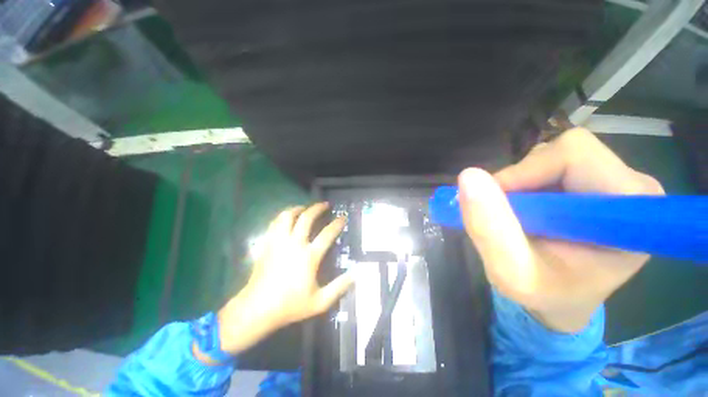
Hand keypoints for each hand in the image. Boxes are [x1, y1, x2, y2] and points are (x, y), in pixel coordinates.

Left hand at [216, 203, 352, 354]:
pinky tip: (286, 219)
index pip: (327, 234)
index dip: (337, 224)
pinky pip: (274, 224)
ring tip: (304, 208)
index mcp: (309, 256)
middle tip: (324, 204)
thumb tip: (356, 274)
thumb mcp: (320, 302)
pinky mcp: (267, 244)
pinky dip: (282, 217)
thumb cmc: (290, 305)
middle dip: (317, 208)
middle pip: (306, 218)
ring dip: (297, 209)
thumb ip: (339, 287)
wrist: (257, 309)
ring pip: (287, 217)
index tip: (342, 217)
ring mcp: (279, 242)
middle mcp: (294, 244)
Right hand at [459, 128, 663, 332]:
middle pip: (562, 151)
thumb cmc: (545, 295)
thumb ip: (490, 228)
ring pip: (550, 156)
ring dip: (519, 184)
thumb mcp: (511, 272)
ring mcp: (613, 183)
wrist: (562, 300)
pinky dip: (523, 184)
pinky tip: (525, 212)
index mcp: (630, 211)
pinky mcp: (593, 183)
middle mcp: (630, 188)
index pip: (574, 156)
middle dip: (520, 180)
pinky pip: (547, 166)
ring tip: (517, 218)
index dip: (524, 173)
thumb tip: (467, 176)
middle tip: (504, 214)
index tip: (497, 204)